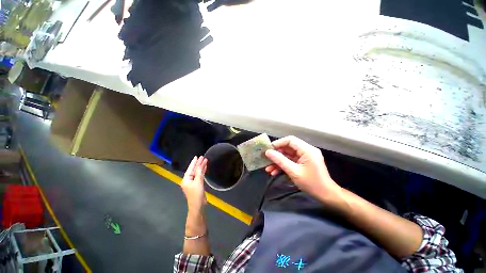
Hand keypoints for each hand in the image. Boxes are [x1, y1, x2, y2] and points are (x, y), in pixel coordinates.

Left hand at [181, 156, 207, 212]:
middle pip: (194, 170)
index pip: (190, 169)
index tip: (196, 156)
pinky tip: (205, 167)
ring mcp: (193, 182)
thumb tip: (199, 165)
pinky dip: (202, 171)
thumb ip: (199, 173)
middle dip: (198, 164)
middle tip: (202, 157)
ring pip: (197, 172)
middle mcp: (189, 180)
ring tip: (205, 160)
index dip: (194, 162)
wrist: (198, 205)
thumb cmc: (196, 194)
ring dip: (201, 167)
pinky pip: (200, 176)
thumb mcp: (198, 182)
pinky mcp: (198, 184)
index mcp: (186, 180)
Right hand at [265, 136, 341, 202]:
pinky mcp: (303, 163)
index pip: (290, 140)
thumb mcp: (294, 172)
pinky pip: (290, 161)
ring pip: (287, 155)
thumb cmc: (312, 183)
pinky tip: (274, 172)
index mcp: (307, 150)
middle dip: (276, 154)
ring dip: (278, 161)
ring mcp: (304, 157)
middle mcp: (306, 151)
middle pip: (288, 147)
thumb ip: (280, 160)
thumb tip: (268, 152)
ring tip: (268, 168)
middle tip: (266, 159)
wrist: (326, 195)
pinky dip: (282, 165)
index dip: (278, 143)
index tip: (268, 149)